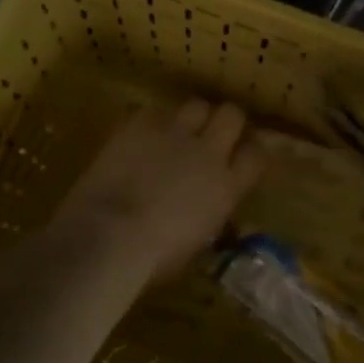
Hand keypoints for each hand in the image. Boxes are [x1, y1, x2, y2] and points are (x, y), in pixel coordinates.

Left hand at [46, 98, 264, 286]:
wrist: (107, 236)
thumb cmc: (153, 258)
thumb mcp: (196, 246)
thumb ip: (212, 219)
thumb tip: (216, 214)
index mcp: (227, 187)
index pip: (256, 154)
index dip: (252, 150)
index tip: (243, 155)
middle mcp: (208, 152)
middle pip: (232, 115)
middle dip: (226, 121)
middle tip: (214, 134)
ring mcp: (174, 134)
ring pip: (197, 105)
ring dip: (192, 117)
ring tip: (178, 131)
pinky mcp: (140, 125)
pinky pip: (154, 111)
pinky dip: (151, 122)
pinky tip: (141, 136)